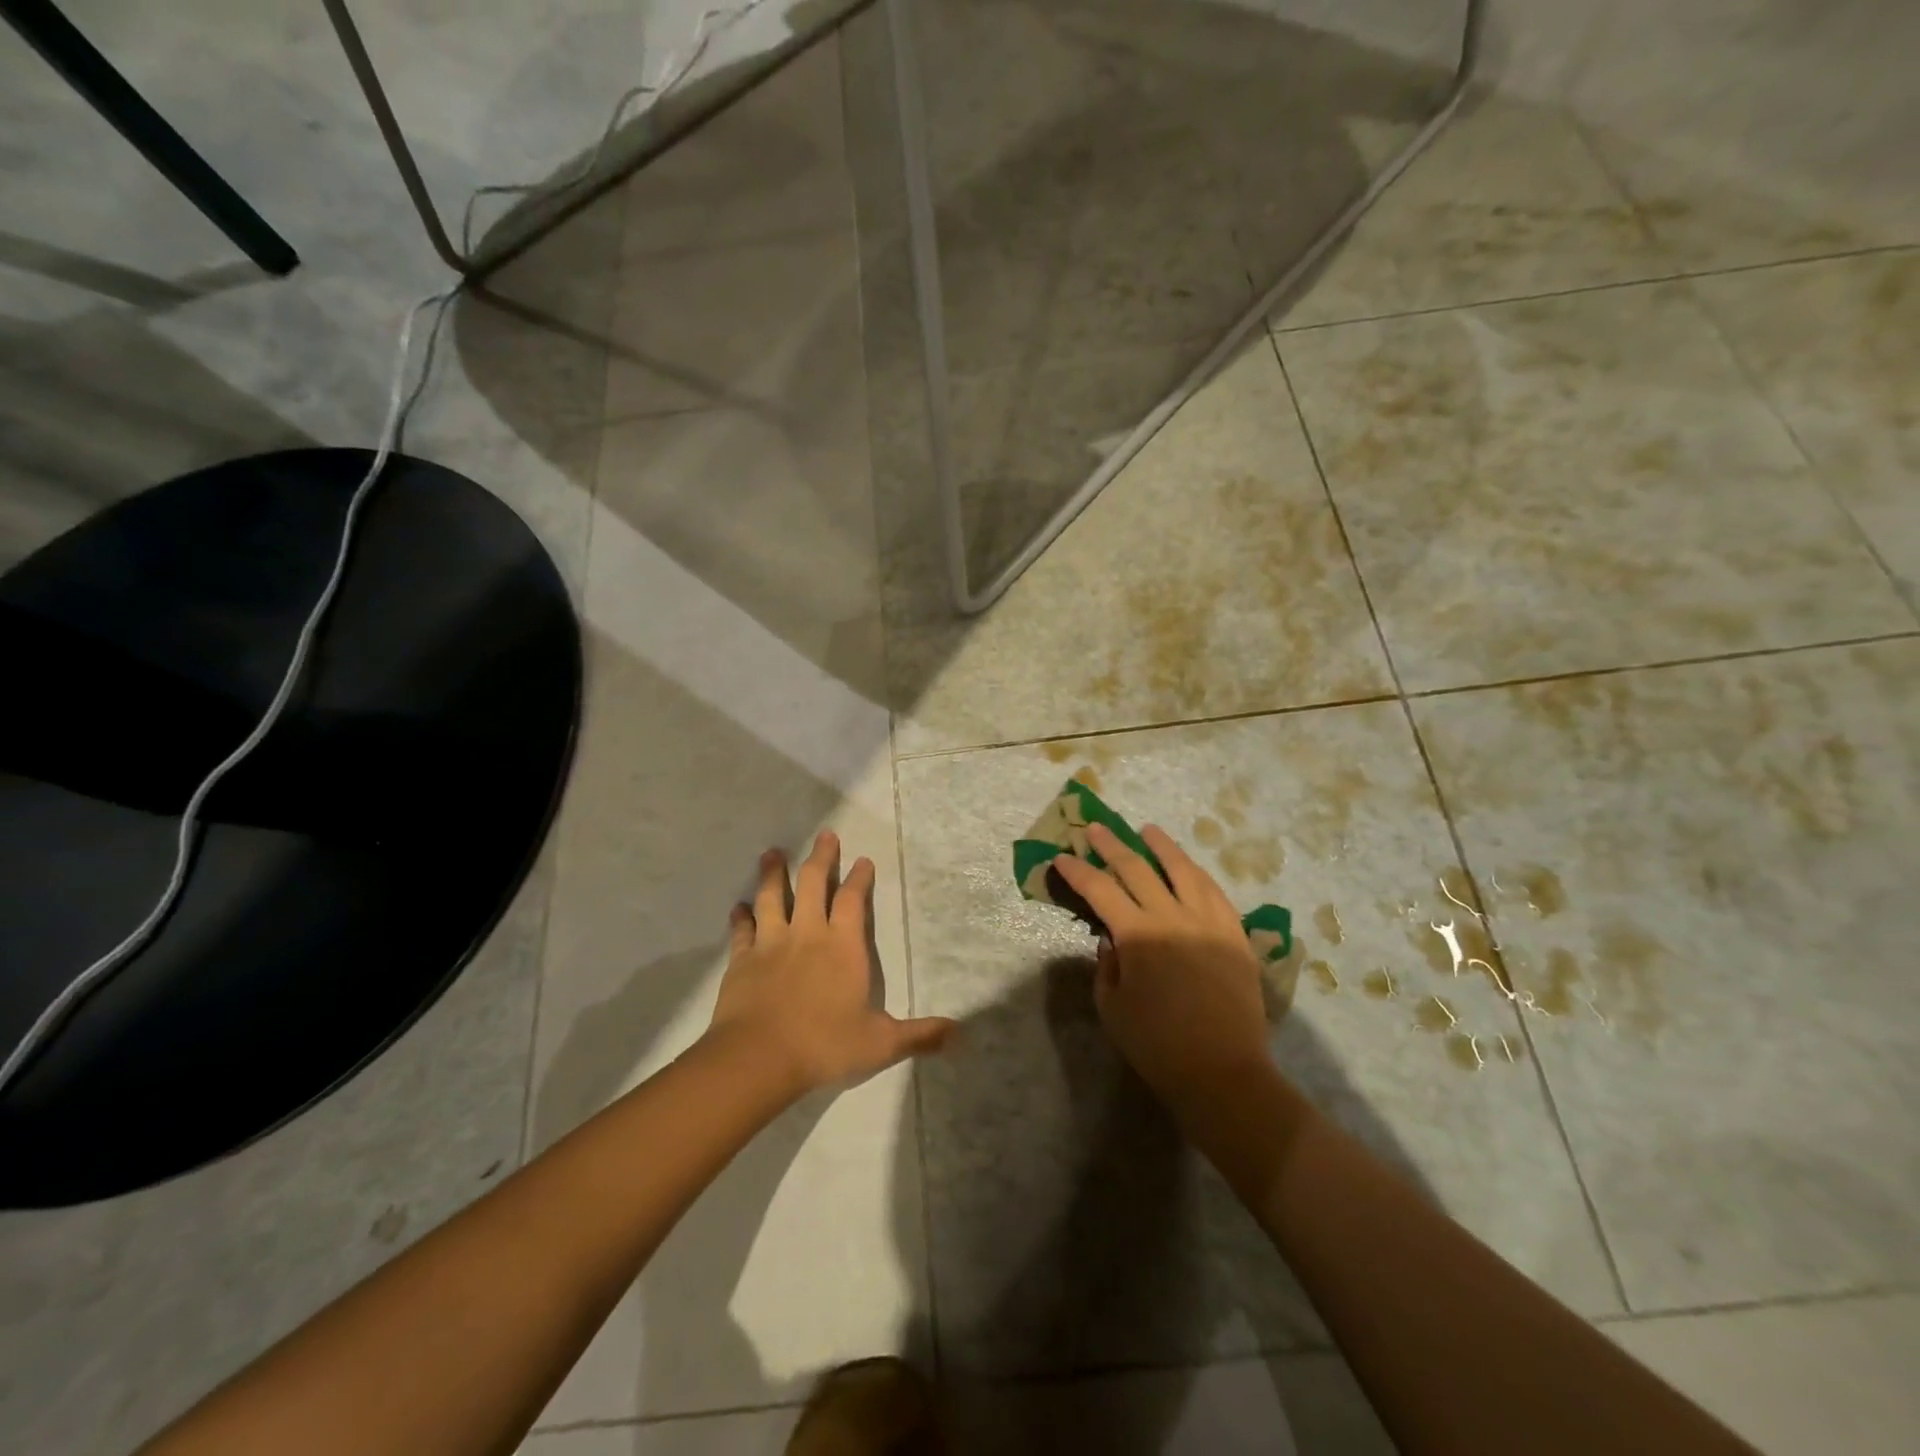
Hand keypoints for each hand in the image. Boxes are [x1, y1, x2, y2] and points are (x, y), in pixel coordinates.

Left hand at [707, 831, 954, 1095]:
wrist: (759, 1057)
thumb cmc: (824, 1045)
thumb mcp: (880, 1044)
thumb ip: (919, 1035)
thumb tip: (960, 1033)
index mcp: (843, 946)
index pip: (854, 901)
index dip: (860, 878)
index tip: (863, 860)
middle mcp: (807, 933)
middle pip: (814, 883)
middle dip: (822, 857)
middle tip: (825, 835)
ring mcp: (771, 943)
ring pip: (772, 897)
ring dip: (773, 873)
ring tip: (771, 852)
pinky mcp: (741, 959)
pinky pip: (742, 930)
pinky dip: (740, 917)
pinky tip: (738, 907)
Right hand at [1051, 823, 1274, 1112]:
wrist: (1223, 1072)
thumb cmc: (1157, 1045)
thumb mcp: (1112, 1007)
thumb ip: (1107, 965)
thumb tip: (1112, 938)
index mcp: (1138, 935)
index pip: (1100, 890)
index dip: (1077, 871)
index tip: (1061, 857)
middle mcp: (1173, 917)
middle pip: (1138, 869)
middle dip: (1111, 846)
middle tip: (1095, 829)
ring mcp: (1209, 922)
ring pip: (1183, 870)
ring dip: (1161, 846)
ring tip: (1147, 831)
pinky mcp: (1235, 934)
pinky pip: (1215, 892)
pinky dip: (1196, 873)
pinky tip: (1189, 867)